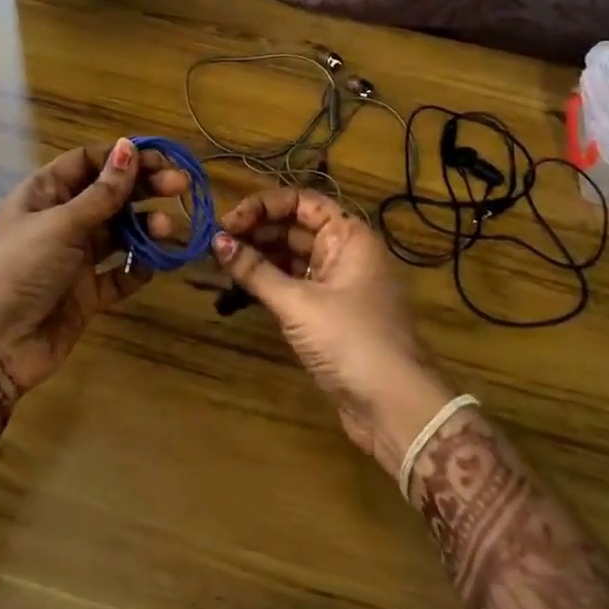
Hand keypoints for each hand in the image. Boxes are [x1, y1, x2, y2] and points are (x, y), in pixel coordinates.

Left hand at [0, 140, 185, 402]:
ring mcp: (75, 258)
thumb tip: (129, 147)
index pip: (89, 162)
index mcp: (46, 193)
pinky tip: (152, 265)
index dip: (123, 157)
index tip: (160, 158)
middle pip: (110, 195)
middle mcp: (63, 220)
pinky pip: (120, 274)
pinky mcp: (86, 294)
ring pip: (120, 234)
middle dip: (144, 188)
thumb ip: (102, 192)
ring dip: (146, 228)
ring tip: (166, 230)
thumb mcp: (61, 224)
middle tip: (180, 185)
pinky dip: (138, 268)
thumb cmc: (19, 267)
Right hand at [212, 187, 452, 468]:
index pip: (301, 201)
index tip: (228, 221)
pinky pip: (292, 284)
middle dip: (254, 232)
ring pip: (290, 256)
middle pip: (293, 227)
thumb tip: (216, 241)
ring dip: (256, 258)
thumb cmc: (351, 341)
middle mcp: (344, 251)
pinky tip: (236, 287)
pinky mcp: (327, 312)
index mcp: (349, 235)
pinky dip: (266, 283)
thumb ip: (255, 270)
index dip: (263, 206)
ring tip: (219, 265)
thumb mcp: (298, 303)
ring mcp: (336, 283)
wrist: (394, 407)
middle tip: (215, 244)